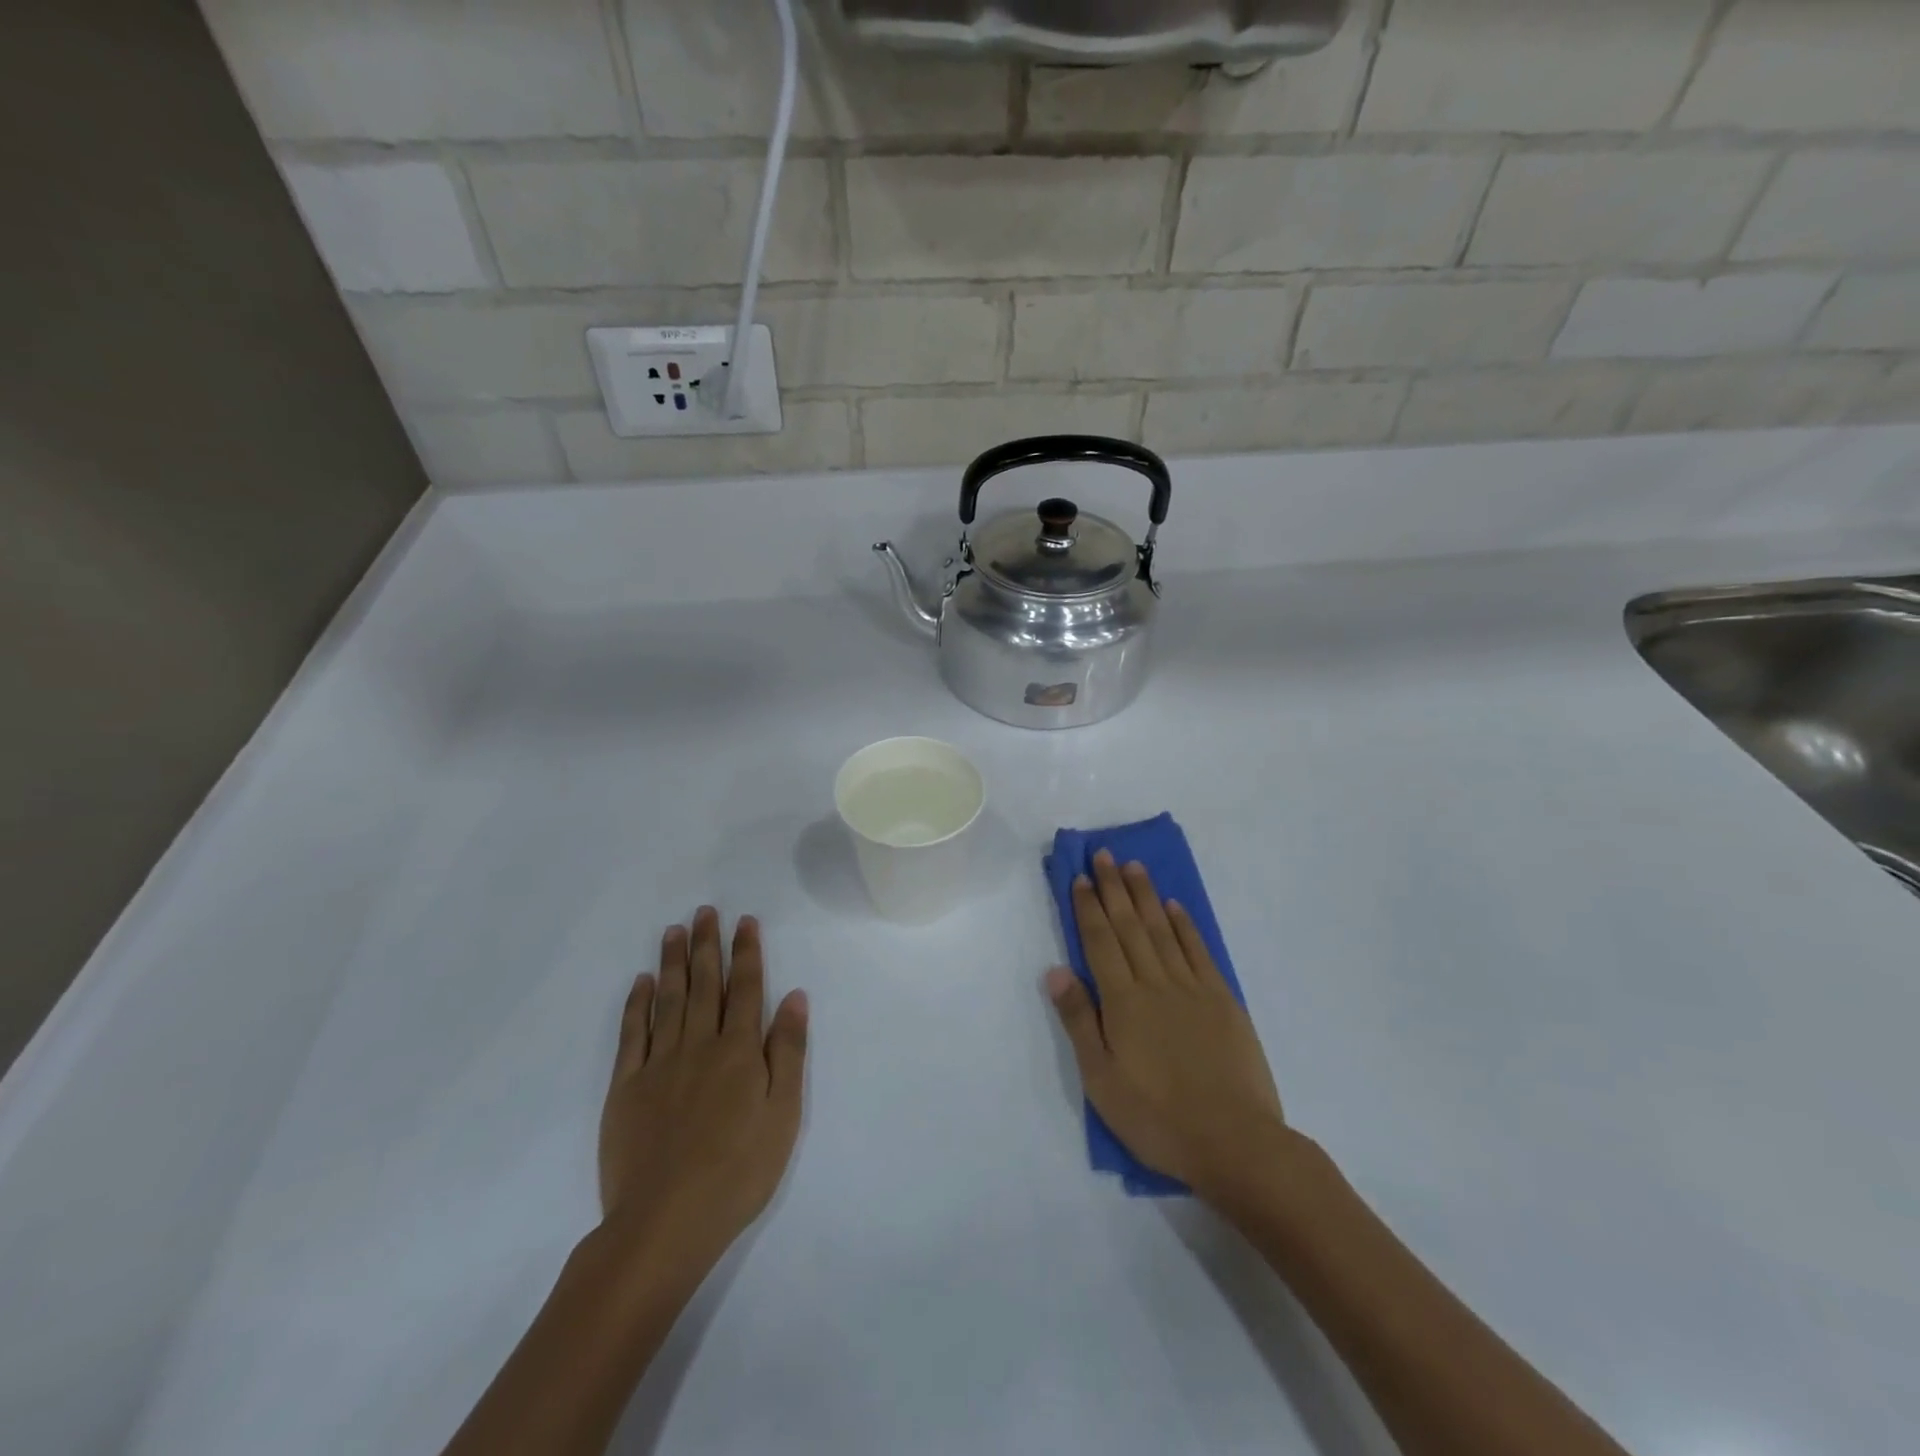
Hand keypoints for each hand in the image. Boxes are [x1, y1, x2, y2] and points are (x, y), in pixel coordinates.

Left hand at [597, 909, 808, 1271]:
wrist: (665, 1222)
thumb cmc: (738, 1171)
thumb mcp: (784, 1114)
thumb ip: (788, 1051)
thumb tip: (793, 996)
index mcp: (739, 1051)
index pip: (746, 988)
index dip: (747, 952)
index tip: (744, 921)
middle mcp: (699, 1045)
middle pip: (705, 984)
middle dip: (707, 945)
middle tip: (705, 911)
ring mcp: (659, 1064)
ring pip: (669, 1000)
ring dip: (673, 962)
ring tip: (674, 930)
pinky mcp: (626, 1087)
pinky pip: (632, 1034)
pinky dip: (637, 1004)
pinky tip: (641, 982)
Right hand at [1046, 850, 1285, 1199]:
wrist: (1235, 1142)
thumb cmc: (1158, 1118)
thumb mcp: (1102, 1080)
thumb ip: (1080, 1021)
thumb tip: (1055, 971)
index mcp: (1124, 1002)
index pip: (1100, 942)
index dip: (1088, 907)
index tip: (1080, 877)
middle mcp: (1156, 983)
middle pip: (1130, 926)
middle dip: (1114, 888)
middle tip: (1105, 854)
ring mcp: (1193, 989)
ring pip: (1164, 930)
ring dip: (1147, 896)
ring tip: (1135, 867)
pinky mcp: (1223, 1001)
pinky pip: (1199, 952)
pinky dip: (1185, 926)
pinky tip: (1175, 907)